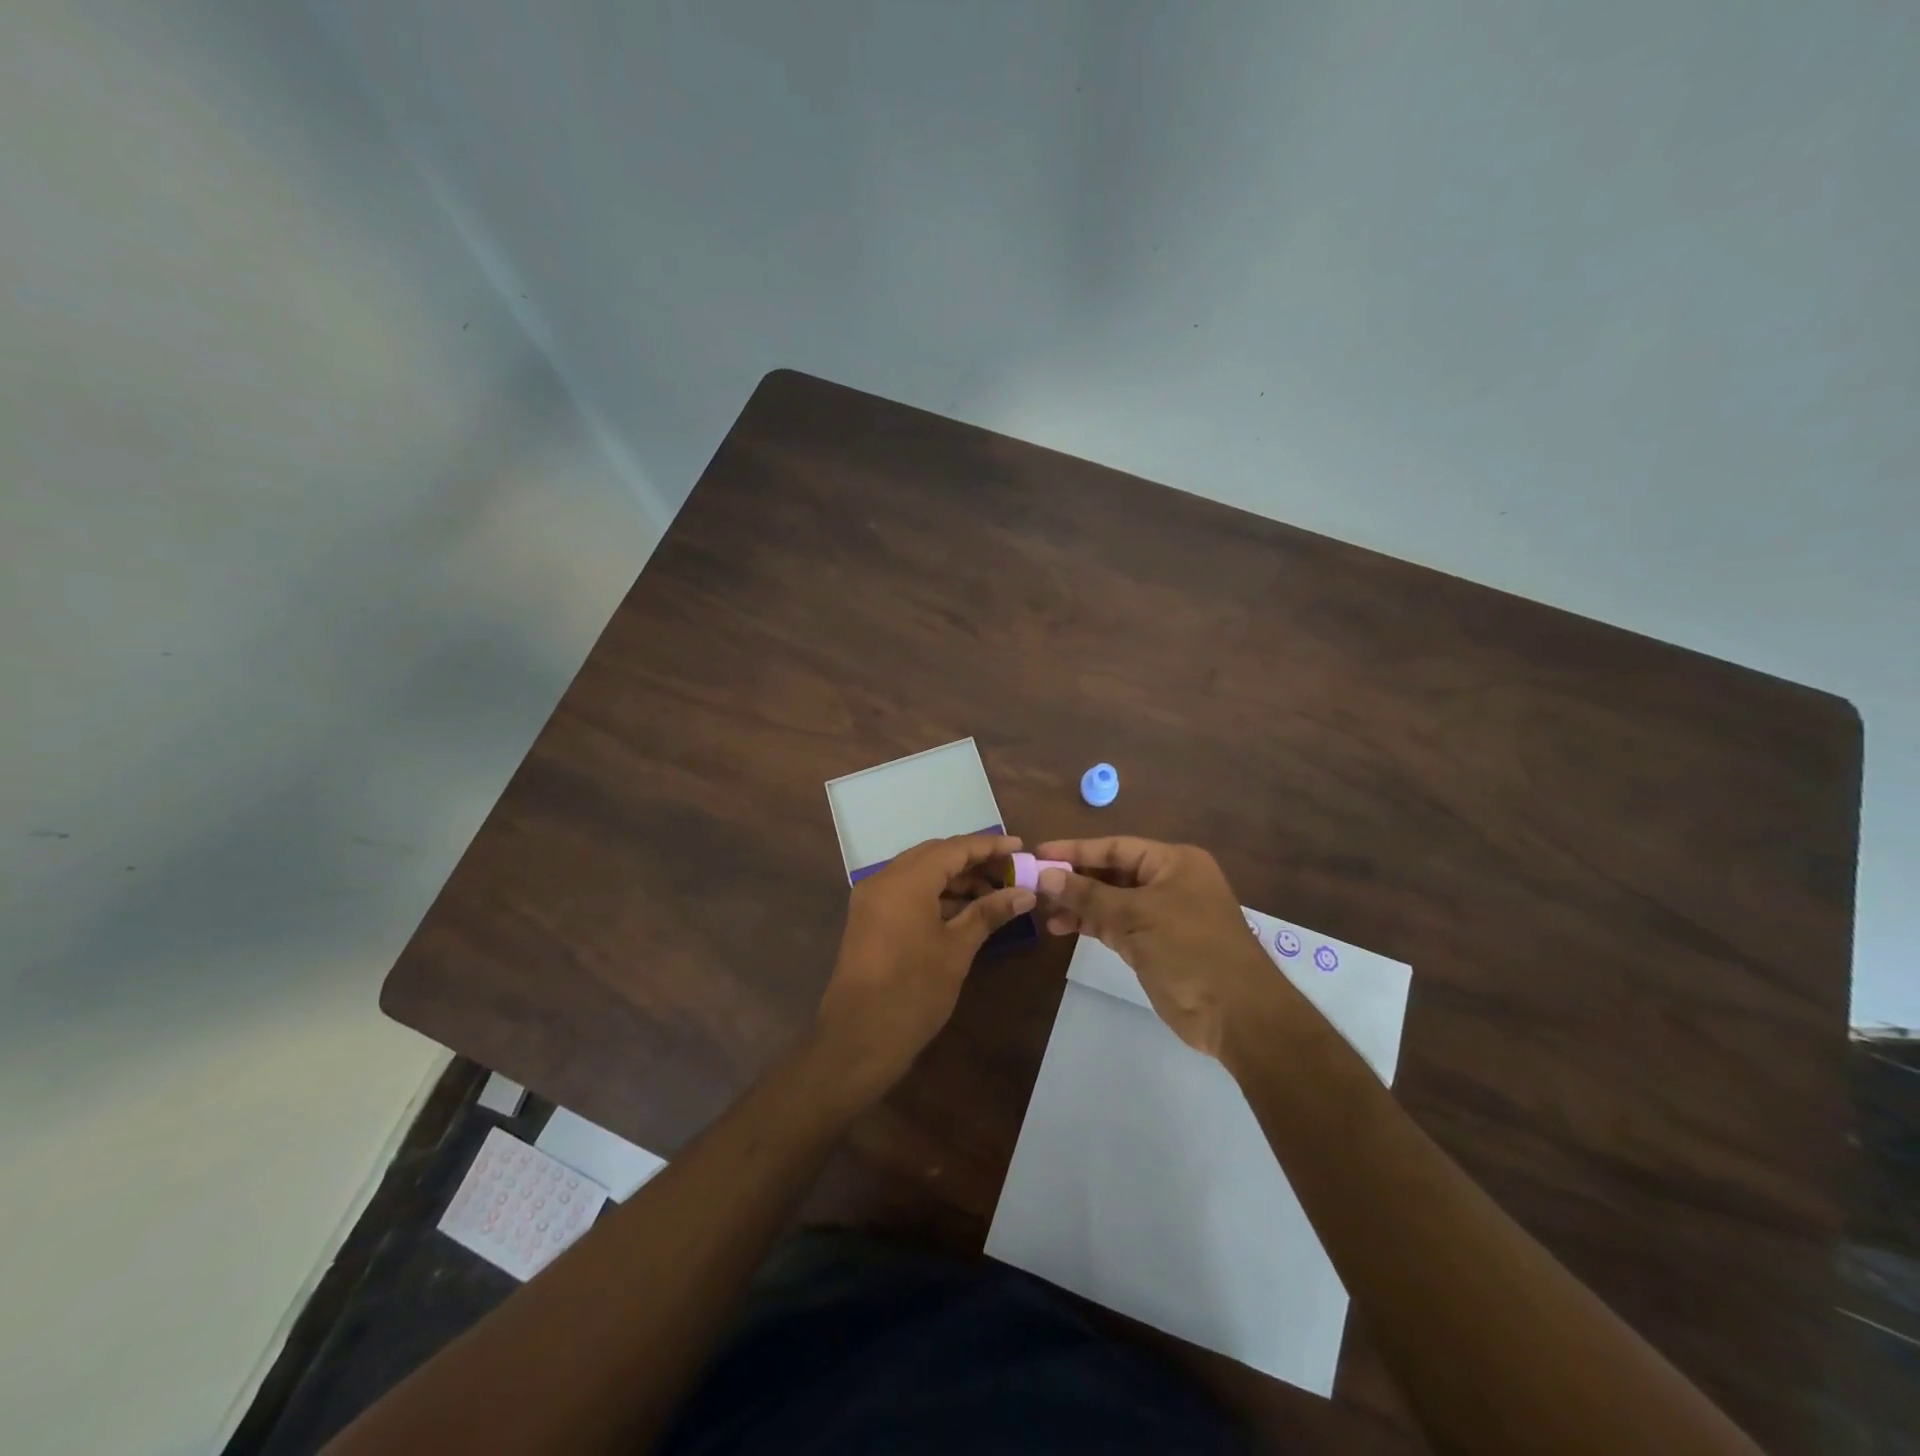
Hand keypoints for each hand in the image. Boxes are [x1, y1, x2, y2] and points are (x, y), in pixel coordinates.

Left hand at [814, 833, 1035, 1098]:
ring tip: (994, 894)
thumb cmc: (913, 992)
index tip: (1020, 847)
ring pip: (919, 873)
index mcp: (905, 881)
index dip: (988, 846)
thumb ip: (989, 913)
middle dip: (972, 861)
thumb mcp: (957, 950)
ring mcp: (872, 899)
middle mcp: (883, 880)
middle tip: (1009, 871)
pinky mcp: (869, 919)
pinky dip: (935, 895)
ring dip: (954, 879)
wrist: (859, 1040)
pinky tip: (964, 911)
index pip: (954, 849)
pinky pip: (906, 892)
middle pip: (934, 856)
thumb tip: (1024, 893)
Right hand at [1034, 836, 1282, 1058]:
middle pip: (1111, 873)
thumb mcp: (1136, 916)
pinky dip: (1091, 925)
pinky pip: (1115, 925)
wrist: (1237, 1014)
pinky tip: (1062, 928)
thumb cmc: (1190, 950)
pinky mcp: (1154, 943)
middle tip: (1033, 884)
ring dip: (1078, 905)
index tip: (1038, 854)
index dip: (1075, 850)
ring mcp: (1162, 914)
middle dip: (1074, 879)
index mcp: (1174, 862)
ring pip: (1110, 901)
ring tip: (1042, 911)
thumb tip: (1045, 875)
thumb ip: (1088, 894)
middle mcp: (1168, 882)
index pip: (1115, 848)